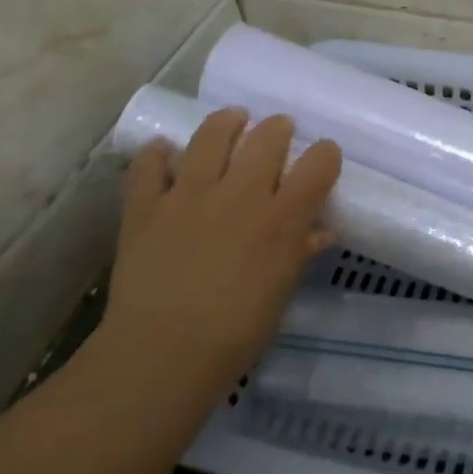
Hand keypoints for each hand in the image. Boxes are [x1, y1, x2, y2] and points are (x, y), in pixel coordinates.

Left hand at [96, 108, 341, 395]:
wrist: (162, 354)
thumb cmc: (237, 332)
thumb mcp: (281, 291)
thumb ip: (301, 252)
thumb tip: (321, 230)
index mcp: (281, 218)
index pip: (318, 164)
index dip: (326, 154)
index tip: (324, 157)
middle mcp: (241, 194)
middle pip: (268, 138)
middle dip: (278, 129)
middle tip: (277, 131)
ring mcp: (189, 194)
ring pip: (212, 136)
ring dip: (227, 123)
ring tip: (233, 119)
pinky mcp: (146, 205)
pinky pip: (150, 165)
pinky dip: (158, 154)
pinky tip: (164, 151)